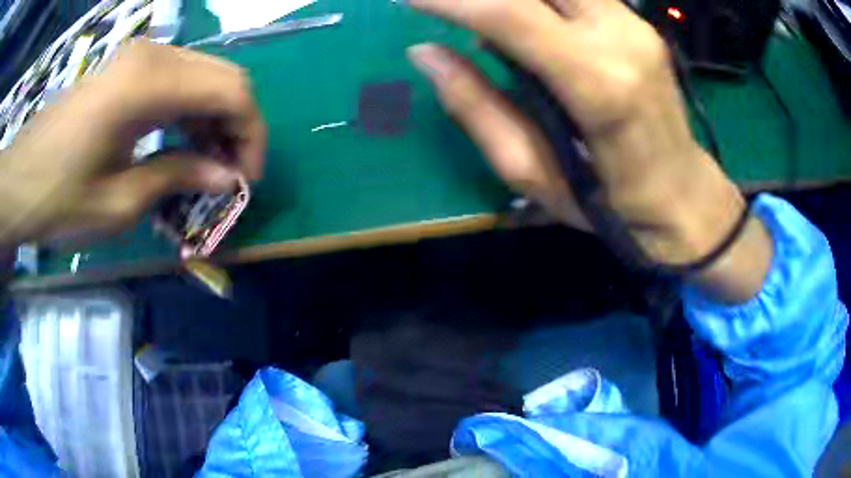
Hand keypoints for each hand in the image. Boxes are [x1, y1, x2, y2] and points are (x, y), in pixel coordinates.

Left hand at [0, 40, 265, 247]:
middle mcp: (154, 56)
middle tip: (231, 174)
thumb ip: (179, 178)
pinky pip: (178, 80)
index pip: (233, 91)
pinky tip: (183, 143)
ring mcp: (141, 57)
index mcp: (150, 84)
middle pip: (225, 76)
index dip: (251, 136)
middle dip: (239, 126)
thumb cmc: (59, 198)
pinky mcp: (129, 67)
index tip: (246, 180)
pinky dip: (190, 111)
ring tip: (208, 164)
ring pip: (204, 75)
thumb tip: (226, 177)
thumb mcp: (120, 203)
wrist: (19, 180)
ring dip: (215, 118)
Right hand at [409, 0, 772, 300]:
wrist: (685, 197)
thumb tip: (425, 53)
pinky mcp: (640, 23)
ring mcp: (636, 24)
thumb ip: (476, 108)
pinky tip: (520, 17)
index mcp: (599, 84)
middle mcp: (622, 37)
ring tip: (478, 14)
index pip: (510, 13)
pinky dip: (542, 0)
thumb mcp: (534, 175)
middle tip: (440, 4)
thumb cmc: (612, 204)